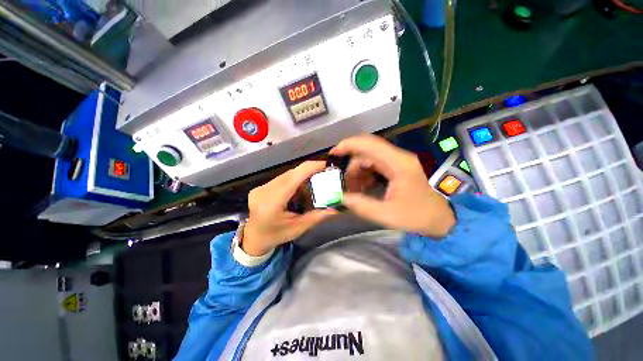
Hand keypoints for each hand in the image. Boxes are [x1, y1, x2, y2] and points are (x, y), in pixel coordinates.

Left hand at [242, 161, 337, 255]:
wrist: (254, 238)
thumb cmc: (276, 235)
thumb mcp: (298, 228)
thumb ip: (316, 216)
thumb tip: (335, 208)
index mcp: (271, 203)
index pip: (293, 178)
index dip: (310, 168)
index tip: (325, 165)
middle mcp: (264, 191)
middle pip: (291, 174)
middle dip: (309, 173)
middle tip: (323, 176)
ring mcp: (260, 188)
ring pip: (287, 175)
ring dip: (301, 178)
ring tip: (311, 187)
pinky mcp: (261, 187)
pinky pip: (282, 179)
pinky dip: (293, 181)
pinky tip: (297, 192)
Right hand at [330, 134, 454, 237]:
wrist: (443, 217)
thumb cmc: (419, 215)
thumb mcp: (389, 215)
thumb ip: (363, 206)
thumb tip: (342, 197)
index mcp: (398, 164)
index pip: (369, 144)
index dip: (348, 145)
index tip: (333, 154)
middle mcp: (398, 157)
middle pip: (367, 151)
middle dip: (351, 165)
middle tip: (343, 182)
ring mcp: (398, 161)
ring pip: (369, 158)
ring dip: (357, 170)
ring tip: (353, 188)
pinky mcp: (397, 167)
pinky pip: (375, 164)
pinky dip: (365, 173)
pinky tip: (362, 186)